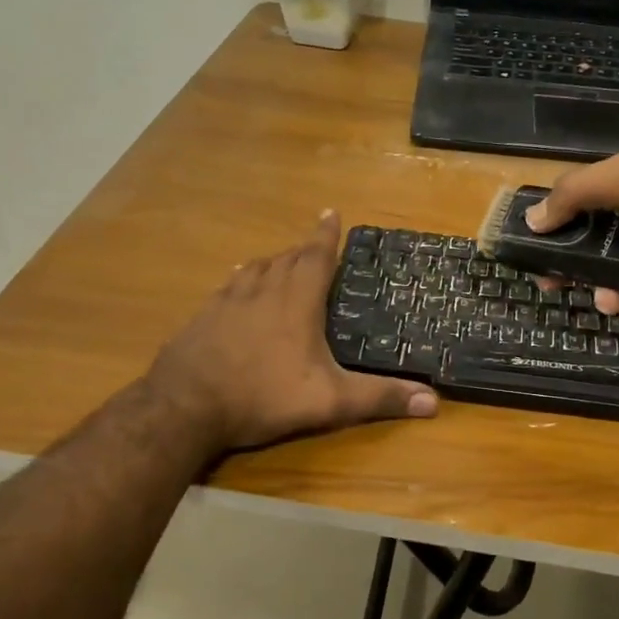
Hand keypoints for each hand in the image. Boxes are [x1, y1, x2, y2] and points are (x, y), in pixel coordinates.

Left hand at [145, 212, 437, 451]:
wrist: (184, 406)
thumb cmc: (263, 396)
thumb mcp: (330, 402)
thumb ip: (379, 398)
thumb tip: (433, 402)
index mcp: (296, 302)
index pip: (316, 257)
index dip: (326, 235)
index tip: (331, 212)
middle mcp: (262, 291)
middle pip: (286, 258)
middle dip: (303, 248)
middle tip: (314, 243)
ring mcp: (227, 302)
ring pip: (255, 269)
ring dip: (272, 261)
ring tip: (280, 261)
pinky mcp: (202, 318)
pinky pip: (227, 287)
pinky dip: (240, 280)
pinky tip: (235, 287)